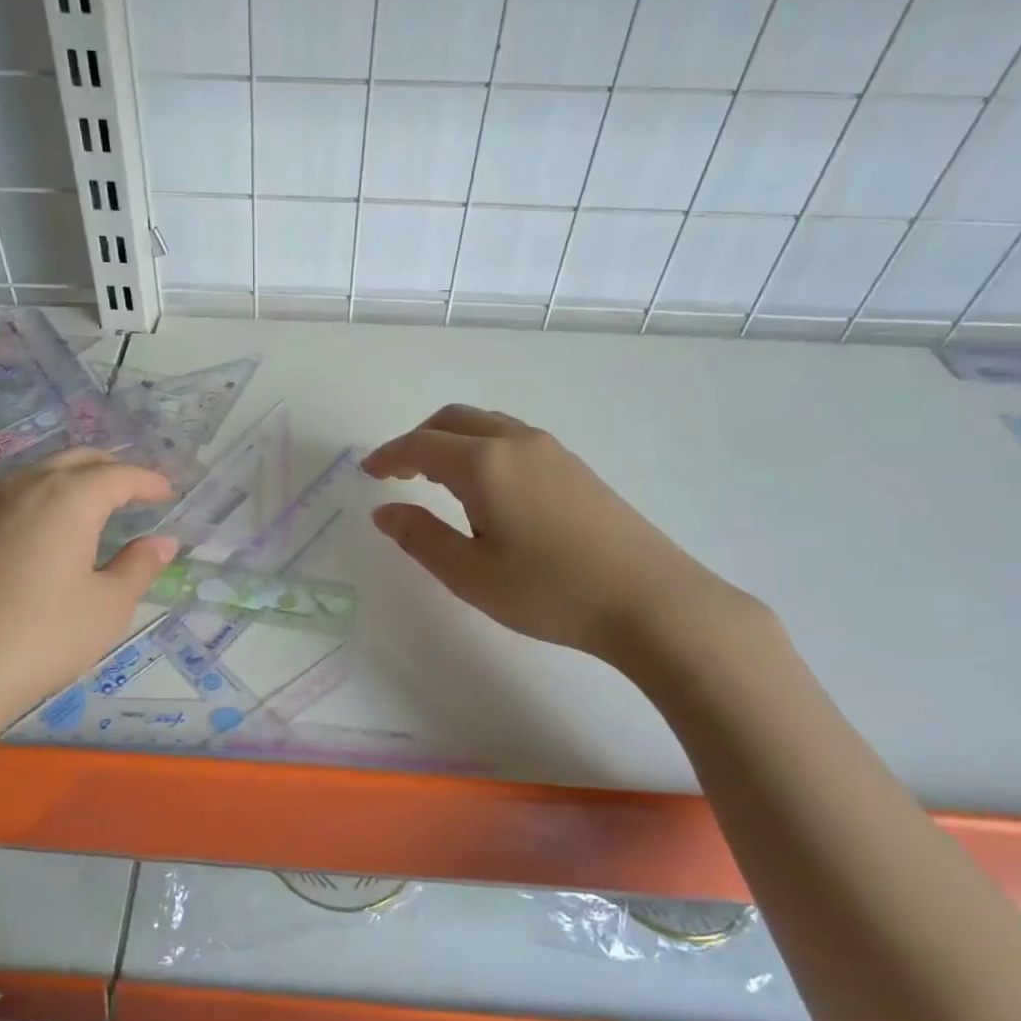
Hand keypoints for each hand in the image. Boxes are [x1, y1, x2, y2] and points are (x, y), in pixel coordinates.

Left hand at [0, 449, 178, 749]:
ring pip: (43, 471)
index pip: (118, 474)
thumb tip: (162, 541)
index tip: (168, 492)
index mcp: (70, 497)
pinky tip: (53, 525)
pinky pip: (20, 492)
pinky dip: (48, 493)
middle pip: (78, 459)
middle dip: (112, 468)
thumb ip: (139, 567)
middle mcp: (29, 487)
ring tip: (98, 501)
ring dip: (77, 476)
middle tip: (137, 490)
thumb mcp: (108, 606)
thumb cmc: (43, 635)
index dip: (147, 481)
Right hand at [362, 405, 751, 670]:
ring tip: (437, 479)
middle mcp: (516, 442)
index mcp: (484, 464)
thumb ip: (421, 538)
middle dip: (418, 439)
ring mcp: (551, 450)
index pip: (421, 445)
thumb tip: (384, 512)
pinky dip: (481, 448)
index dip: (389, 456)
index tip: (367, 473)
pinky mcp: (575, 466)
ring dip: (452, 441)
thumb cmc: (551, 592)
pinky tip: (487, 489)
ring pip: (486, 424)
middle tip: (398, 472)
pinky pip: (512, 438)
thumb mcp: (471, 575)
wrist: (653, 601)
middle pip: (453, 419)